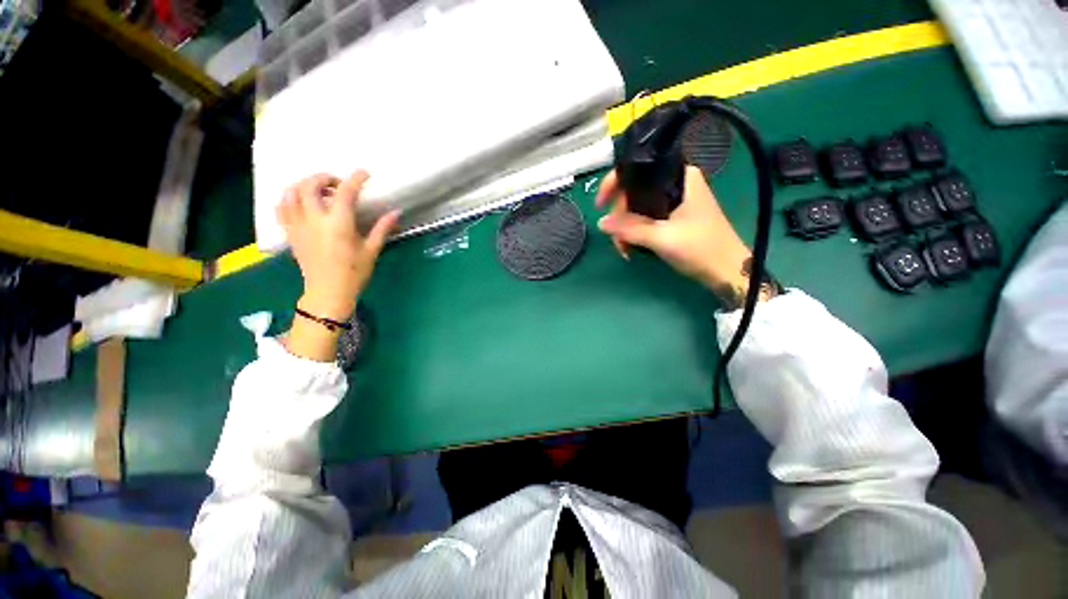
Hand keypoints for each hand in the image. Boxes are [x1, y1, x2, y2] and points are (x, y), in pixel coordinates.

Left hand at [277, 171, 398, 360]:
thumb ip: (382, 228)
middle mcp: (314, 220)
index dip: (355, 179)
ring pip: (291, 193)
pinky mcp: (290, 233)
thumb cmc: (354, 272)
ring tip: (319, 190)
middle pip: (310, 185)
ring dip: (304, 184)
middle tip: (339, 183)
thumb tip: (396, 212)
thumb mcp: (372, 250)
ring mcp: (298, 225)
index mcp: (338, 224)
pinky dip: (289, 198)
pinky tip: (301, 201)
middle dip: (324, 177)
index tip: (364, 173)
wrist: (328, 292)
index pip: (345, 192)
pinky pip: (281, 207)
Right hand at [596, 166, 778, 308]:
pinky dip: (635, 231)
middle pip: (634, 192)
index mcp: (679, 177)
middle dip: (620, 216)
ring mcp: (674, 200)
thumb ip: (630, 228)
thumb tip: (601, 222)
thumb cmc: (700, 249)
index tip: (600, 204)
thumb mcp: (661, 238)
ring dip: (626, 227)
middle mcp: (675, 183)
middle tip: (617, 239)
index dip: (614, 184)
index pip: (638, 170)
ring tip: (624, 249)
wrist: (726, 270)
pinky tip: (631, 247)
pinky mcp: (673, 214)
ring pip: (637, 207)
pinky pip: (645, 217)